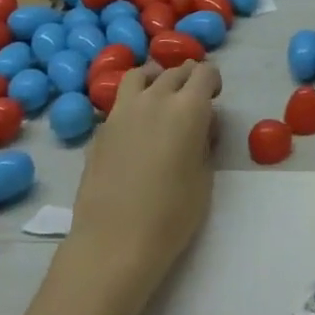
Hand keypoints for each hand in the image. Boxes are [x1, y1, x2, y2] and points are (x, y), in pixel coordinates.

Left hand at [55, 60, 221, 306]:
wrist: (114, 242)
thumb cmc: (172, 214)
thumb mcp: (205, 175)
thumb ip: (204, 141)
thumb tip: (200, 127)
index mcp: (188, 108)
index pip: (204, 72)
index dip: (212, 81)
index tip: (214, 98)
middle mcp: (154, 99)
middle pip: (174, 71)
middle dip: (187, 79)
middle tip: (193, 102)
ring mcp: (122, 112)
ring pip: (140, 75)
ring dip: (155, 79)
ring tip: (160, 98)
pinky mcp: (100, 130)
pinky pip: (121, 103)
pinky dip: (133, 104)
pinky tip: (137, 130)